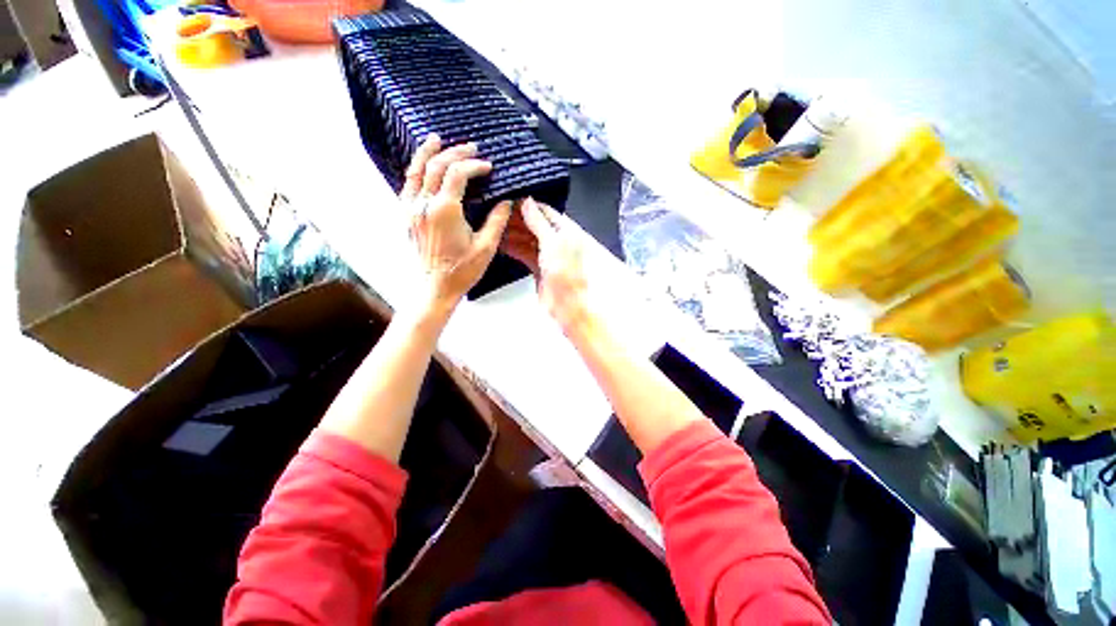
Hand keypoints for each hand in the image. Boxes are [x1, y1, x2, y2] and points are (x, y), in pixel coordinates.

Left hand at [402, 135, 511, 312]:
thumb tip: (506, 201)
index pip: (457, 174)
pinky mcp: (407, 216)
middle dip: (455, 153)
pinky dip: (416, 170)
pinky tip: (422, 166)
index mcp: (445, 210)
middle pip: (437, 166)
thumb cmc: (462, 270)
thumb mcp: (486, 247)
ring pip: (416, 171)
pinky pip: (408, 185)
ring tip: (436, 139)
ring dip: (427, 153)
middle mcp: (424, 204)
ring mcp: (411, 209)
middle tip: (471, 148)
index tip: (488, 166)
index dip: (474, 165)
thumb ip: (496, 220)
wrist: (435, 287)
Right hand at [501, 197, 588, 330]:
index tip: (507, 199)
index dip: (527, 205)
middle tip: (494, 213)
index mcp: (565, 230)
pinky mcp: (538, 267)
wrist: (567, 304)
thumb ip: (538, 222)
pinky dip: (513, 248)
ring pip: (527, 239)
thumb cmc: (564, 271)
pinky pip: (524, 253)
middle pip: (534, 224)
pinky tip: (499, 243)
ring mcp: (547, 254)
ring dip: (512, 233)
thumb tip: (527, 201)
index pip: (544, 211)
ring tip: (492, 226)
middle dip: (516, 219)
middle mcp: (556, 240)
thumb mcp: (552, 242)